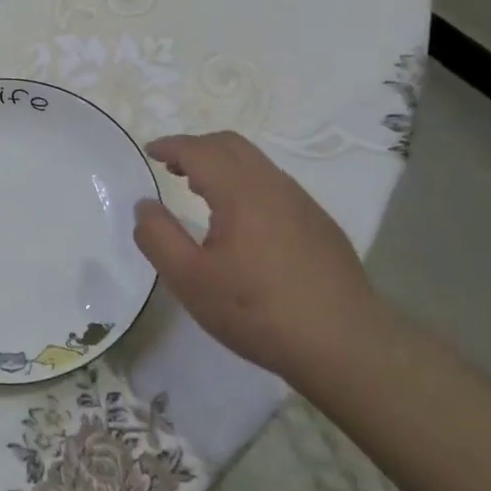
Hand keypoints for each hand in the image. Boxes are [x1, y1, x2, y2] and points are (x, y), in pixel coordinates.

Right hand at [132, 131, 384, 378]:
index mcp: (241, 193)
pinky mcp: (320, 225)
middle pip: (232, 145)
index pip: (200, 151)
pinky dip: (245, 183)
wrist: (345, 344)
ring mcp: (303, 204)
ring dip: (223, 165)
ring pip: (256, 164)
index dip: (172, 146)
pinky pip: (274, 186)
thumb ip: (158, 237)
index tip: (150, 151)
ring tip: (199, 189)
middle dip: (197, 147)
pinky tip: (240, 221)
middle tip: (171, 165)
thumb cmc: (256, 311)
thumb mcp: (189, 280)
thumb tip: (145, 205)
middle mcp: (274, 187)